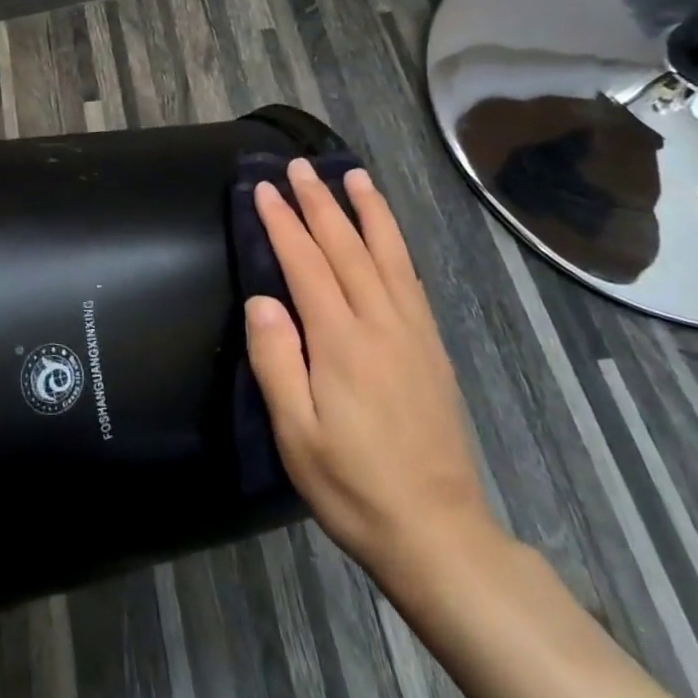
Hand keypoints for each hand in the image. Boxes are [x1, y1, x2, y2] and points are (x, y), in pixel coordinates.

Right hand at [245, 159, 501, 593]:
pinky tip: (387, 231)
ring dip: (367, 209)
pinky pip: (411, 277)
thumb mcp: (295, 434)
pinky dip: (396, 242)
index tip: (263, 188)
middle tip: (298, 167)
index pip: (305, 262)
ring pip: (387, 253)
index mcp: (341, 340)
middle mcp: (380, 322)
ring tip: (352, 175)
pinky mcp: (431, 345)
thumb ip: (275, 360)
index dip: (282, 222)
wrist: (436, 531)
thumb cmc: (352, 484)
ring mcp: (412, 330)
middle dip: (319, 202)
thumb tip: (261, 298)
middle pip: (346, 246)